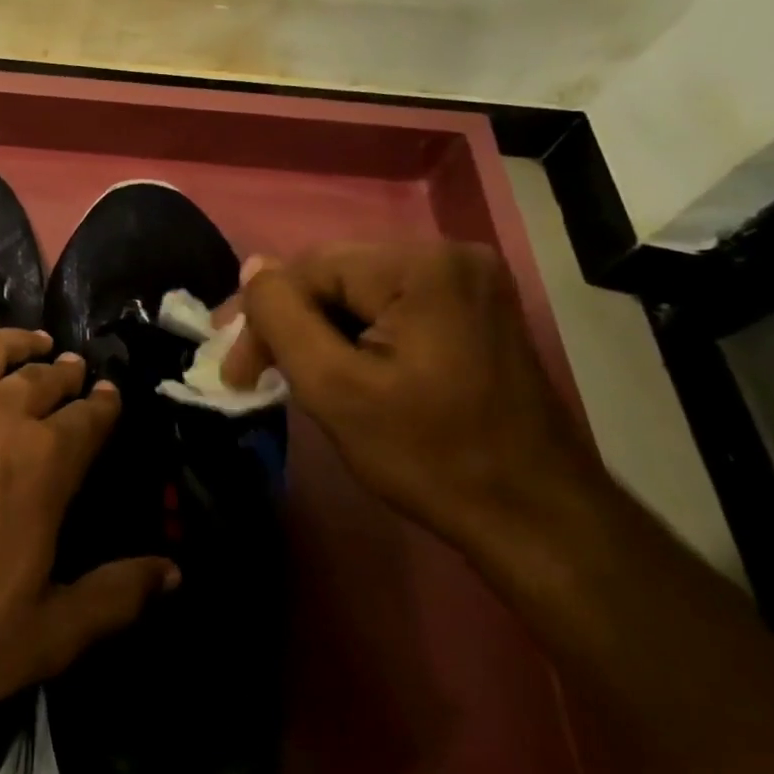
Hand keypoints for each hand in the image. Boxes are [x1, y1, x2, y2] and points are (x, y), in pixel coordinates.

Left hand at [0, 328, 178, 738]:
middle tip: (74, 367)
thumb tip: (175, 572)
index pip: (88, 419)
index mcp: (43, 463)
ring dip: (13, 342)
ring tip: (31, 340)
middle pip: (39, 379)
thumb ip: (116, 598)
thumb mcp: (48, 636)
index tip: (110, 395)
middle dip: (64, 372)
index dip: (104, 405)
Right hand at [220, 242, 606, 554]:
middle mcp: (451, 253)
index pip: (310, 269)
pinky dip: (358, 332)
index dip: (263, 316)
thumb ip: (282, 319)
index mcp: (421, 266)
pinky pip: (392, 304)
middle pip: (336, 275)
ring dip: (320, 329)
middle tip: (251, 370)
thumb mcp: (334, 389)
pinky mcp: (476, 306)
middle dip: (290, 322)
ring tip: (291, 372)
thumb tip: (252, 266)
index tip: (235, 372)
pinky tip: (340, 365)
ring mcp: (470, 279)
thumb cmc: (430, 457)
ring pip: (360, 291)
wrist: (538, 519)